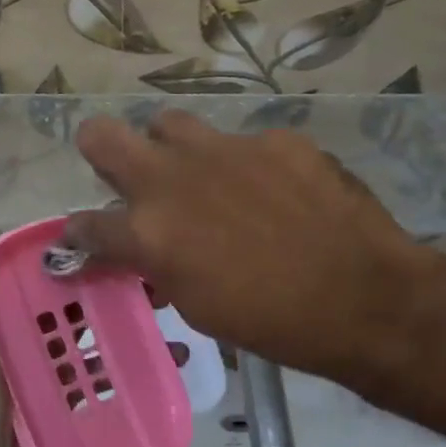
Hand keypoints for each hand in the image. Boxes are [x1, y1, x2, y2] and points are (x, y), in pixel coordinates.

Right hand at [62, 113, 445, 388]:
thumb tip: (146, 248)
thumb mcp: (198, 306)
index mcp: (149, 231)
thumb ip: (159, 265)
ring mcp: (224, 149)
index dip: (80, 231)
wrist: (365, 297)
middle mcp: (173, 178)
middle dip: (100, 151)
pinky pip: (243, 143)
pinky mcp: (273, 138)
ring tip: (198, 174)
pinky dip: (245, 166)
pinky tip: (276, 192)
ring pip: (169, 123)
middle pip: (101, 136)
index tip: (85, 234)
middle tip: (121, 172)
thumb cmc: (272, 322)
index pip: (86, 223)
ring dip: (171, 147)